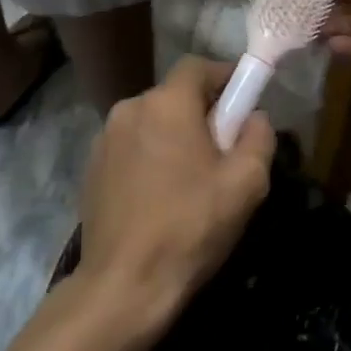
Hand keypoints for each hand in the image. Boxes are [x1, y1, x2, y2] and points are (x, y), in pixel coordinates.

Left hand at [77, 56, 275, 333]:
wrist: (124, 284)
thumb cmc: (191, 227)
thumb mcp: (245, 183)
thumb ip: (258, 137)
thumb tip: (254, 117)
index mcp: (166, 103)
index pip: (198, 66)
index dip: (225, 77)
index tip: (244, 104)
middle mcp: (129, 108)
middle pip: (175, 96)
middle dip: (202, 114)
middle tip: (224, 152)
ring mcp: (104, 138)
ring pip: (152, 123)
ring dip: (175, 138)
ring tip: (193, 181)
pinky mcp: (92, 167)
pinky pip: (132, 147)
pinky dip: (150, 158)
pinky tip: (161, 197)